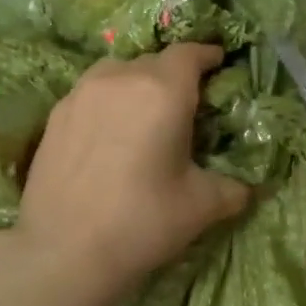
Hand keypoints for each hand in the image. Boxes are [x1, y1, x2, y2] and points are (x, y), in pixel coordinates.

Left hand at [15, 43, 249, 290]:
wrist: (63, 252)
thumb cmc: (142, 222)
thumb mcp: (201, 206)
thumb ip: (233, 189)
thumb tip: (250, 189)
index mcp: (162, 91)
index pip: (189, 53)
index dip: (207, 56)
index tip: (219, 65)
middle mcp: (119, 79)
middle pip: (153, 62)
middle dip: (174, 76)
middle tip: (187, 106)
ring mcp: (80, 95)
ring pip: (117, 73)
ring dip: (137, 85)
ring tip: (145, 116)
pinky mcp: (55, 117)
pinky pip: (91, 94)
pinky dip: (108, 103)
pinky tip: (111, 135)